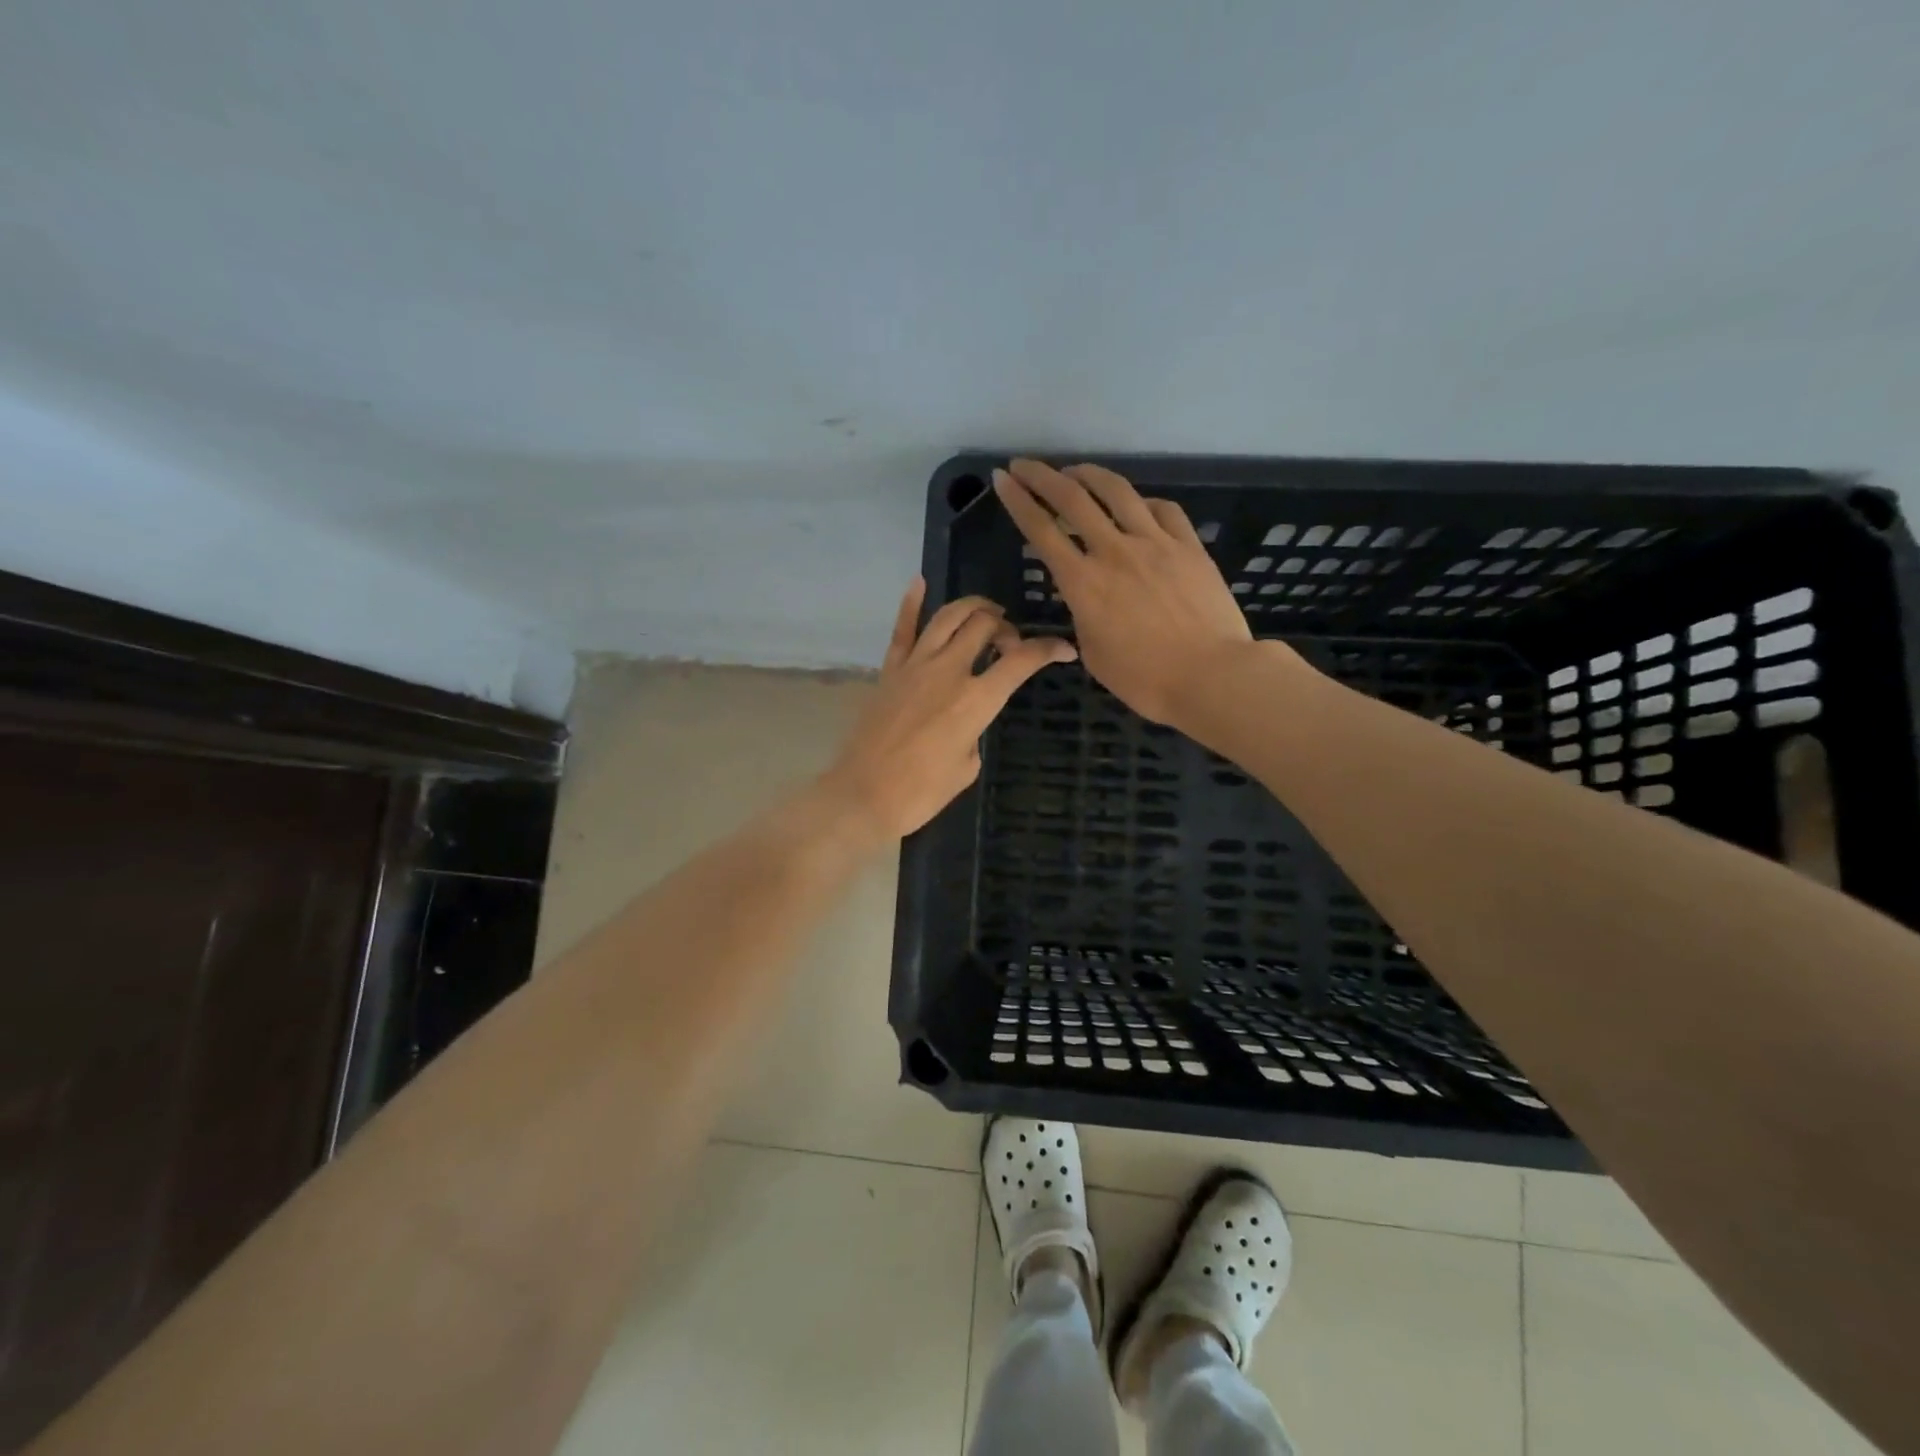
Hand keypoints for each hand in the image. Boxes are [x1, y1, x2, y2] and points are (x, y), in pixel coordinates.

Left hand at [818, 578, 1077, 839]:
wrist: (864, 795)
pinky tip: (920, 583)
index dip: (1048, 649)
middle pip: (984, 625)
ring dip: (972, 608)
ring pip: (947, 617)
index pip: (1021, 660)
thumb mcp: (967, 766)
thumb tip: (968, 717)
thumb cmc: (922, 792)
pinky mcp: (889, 670)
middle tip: (1010, 643)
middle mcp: (948, 671)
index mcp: (976, 700)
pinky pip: (902, 629)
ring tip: (985, 613)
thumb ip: (975, 730)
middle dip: (1006, 627)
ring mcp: (915, 666)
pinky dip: (911, 603)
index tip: (1063, 649)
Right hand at [993, 459, 1265, 724]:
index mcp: (1083, 583)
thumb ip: (1084, 618)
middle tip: (1024, 465)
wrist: (1211, 676)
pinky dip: (1142, 502)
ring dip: (1089, 474)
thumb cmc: (1145, 679)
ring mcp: (1155, 543)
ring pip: (1117, 492)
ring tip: (1075, 470)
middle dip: (1042, 476)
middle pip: (1072, 499)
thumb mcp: (1094, 654)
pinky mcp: (1189, 546)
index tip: (1002, 479)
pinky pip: (1162, 510)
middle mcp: (1114, 551)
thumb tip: (1089, 599)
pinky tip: (1137, 505)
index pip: (1041, 531)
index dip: (1017, 501)